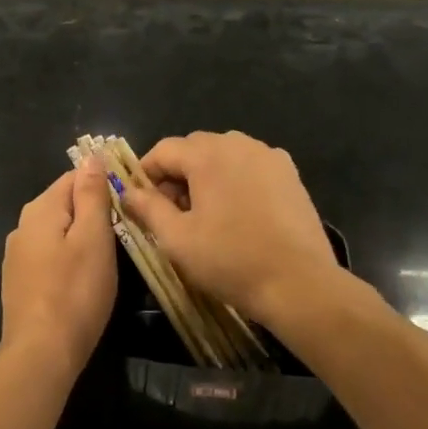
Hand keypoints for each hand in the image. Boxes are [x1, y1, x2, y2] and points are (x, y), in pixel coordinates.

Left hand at [0, 163, 116, 373]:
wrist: (40, 355)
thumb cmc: (75, 292)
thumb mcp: (93, 238)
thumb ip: (91, 195)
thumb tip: (91, 157)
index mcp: (40, 209)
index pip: (74, 176)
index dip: (103, 183)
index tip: (129, 202)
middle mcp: (22, 225)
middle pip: (64, 202)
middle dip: (93, 210)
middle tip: (125, 230)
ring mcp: (17, 255)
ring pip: (57, 230)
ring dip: (81, 235)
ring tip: (109, 253)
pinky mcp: (20, 282)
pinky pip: (49, 254)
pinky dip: (68, 257)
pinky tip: (83, 276)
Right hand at [120, 131, 345, 327]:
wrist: (300, 284)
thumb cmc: (231, 261)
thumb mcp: (177, 239)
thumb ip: (148, 208)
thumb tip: (127, 192)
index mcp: (208, 154)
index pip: (164, 150)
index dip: (146, 174)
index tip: (142, 204)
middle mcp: (239, 143)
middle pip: (194, 148)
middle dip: (177, 175)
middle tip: (173, 213)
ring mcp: (269, 156)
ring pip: (224, 155)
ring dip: (206, 176)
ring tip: (205, 215)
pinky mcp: (290, 174)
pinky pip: (251, 166)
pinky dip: (236, 180)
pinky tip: (238, 214)